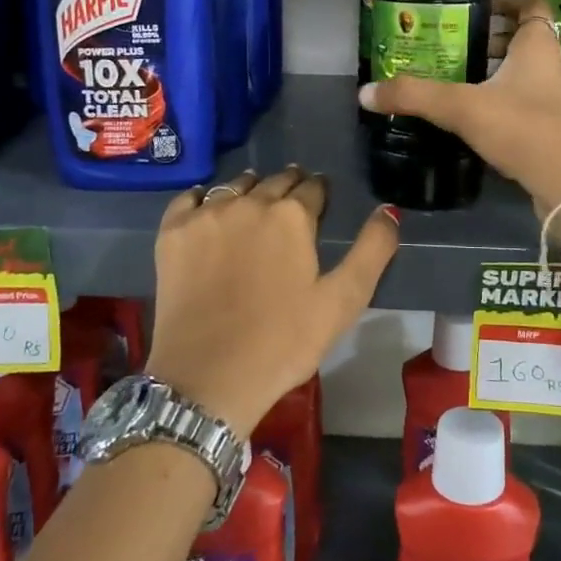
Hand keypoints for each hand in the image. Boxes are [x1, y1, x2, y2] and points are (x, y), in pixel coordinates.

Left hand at [147, 167, 397, 435]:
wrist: (208, 379)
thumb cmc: (284, 342)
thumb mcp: (343, 301)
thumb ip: (373, 250)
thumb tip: (389, 209)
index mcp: (292, 215)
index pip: (313, 188)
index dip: (320, 193)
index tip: (321, 201)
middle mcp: (248, 202)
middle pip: (274, 181)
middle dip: (288, 186)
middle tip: (292, 200)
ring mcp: (205, 216)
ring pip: (234, 186)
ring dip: (250, 190)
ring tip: (255, 203)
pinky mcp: (172, 234)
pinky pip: (189, 199)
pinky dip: (202, 199)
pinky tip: (208, 210)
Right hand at [360, 0, 560, 219]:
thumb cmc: (524, 130)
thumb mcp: (463, 108)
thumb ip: (416, 97)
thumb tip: (366, 92)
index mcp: (539, 46)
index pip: (529, 4)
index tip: (471, 3)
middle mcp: (553, 65)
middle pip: (522, 37)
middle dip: (488, 37)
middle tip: (451, 42)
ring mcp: (558, 98)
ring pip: (523, 71)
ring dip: (494, 69)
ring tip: (455, 76)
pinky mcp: (555, 126)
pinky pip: (525, 99)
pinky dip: (501, 97)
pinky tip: (473, 114)